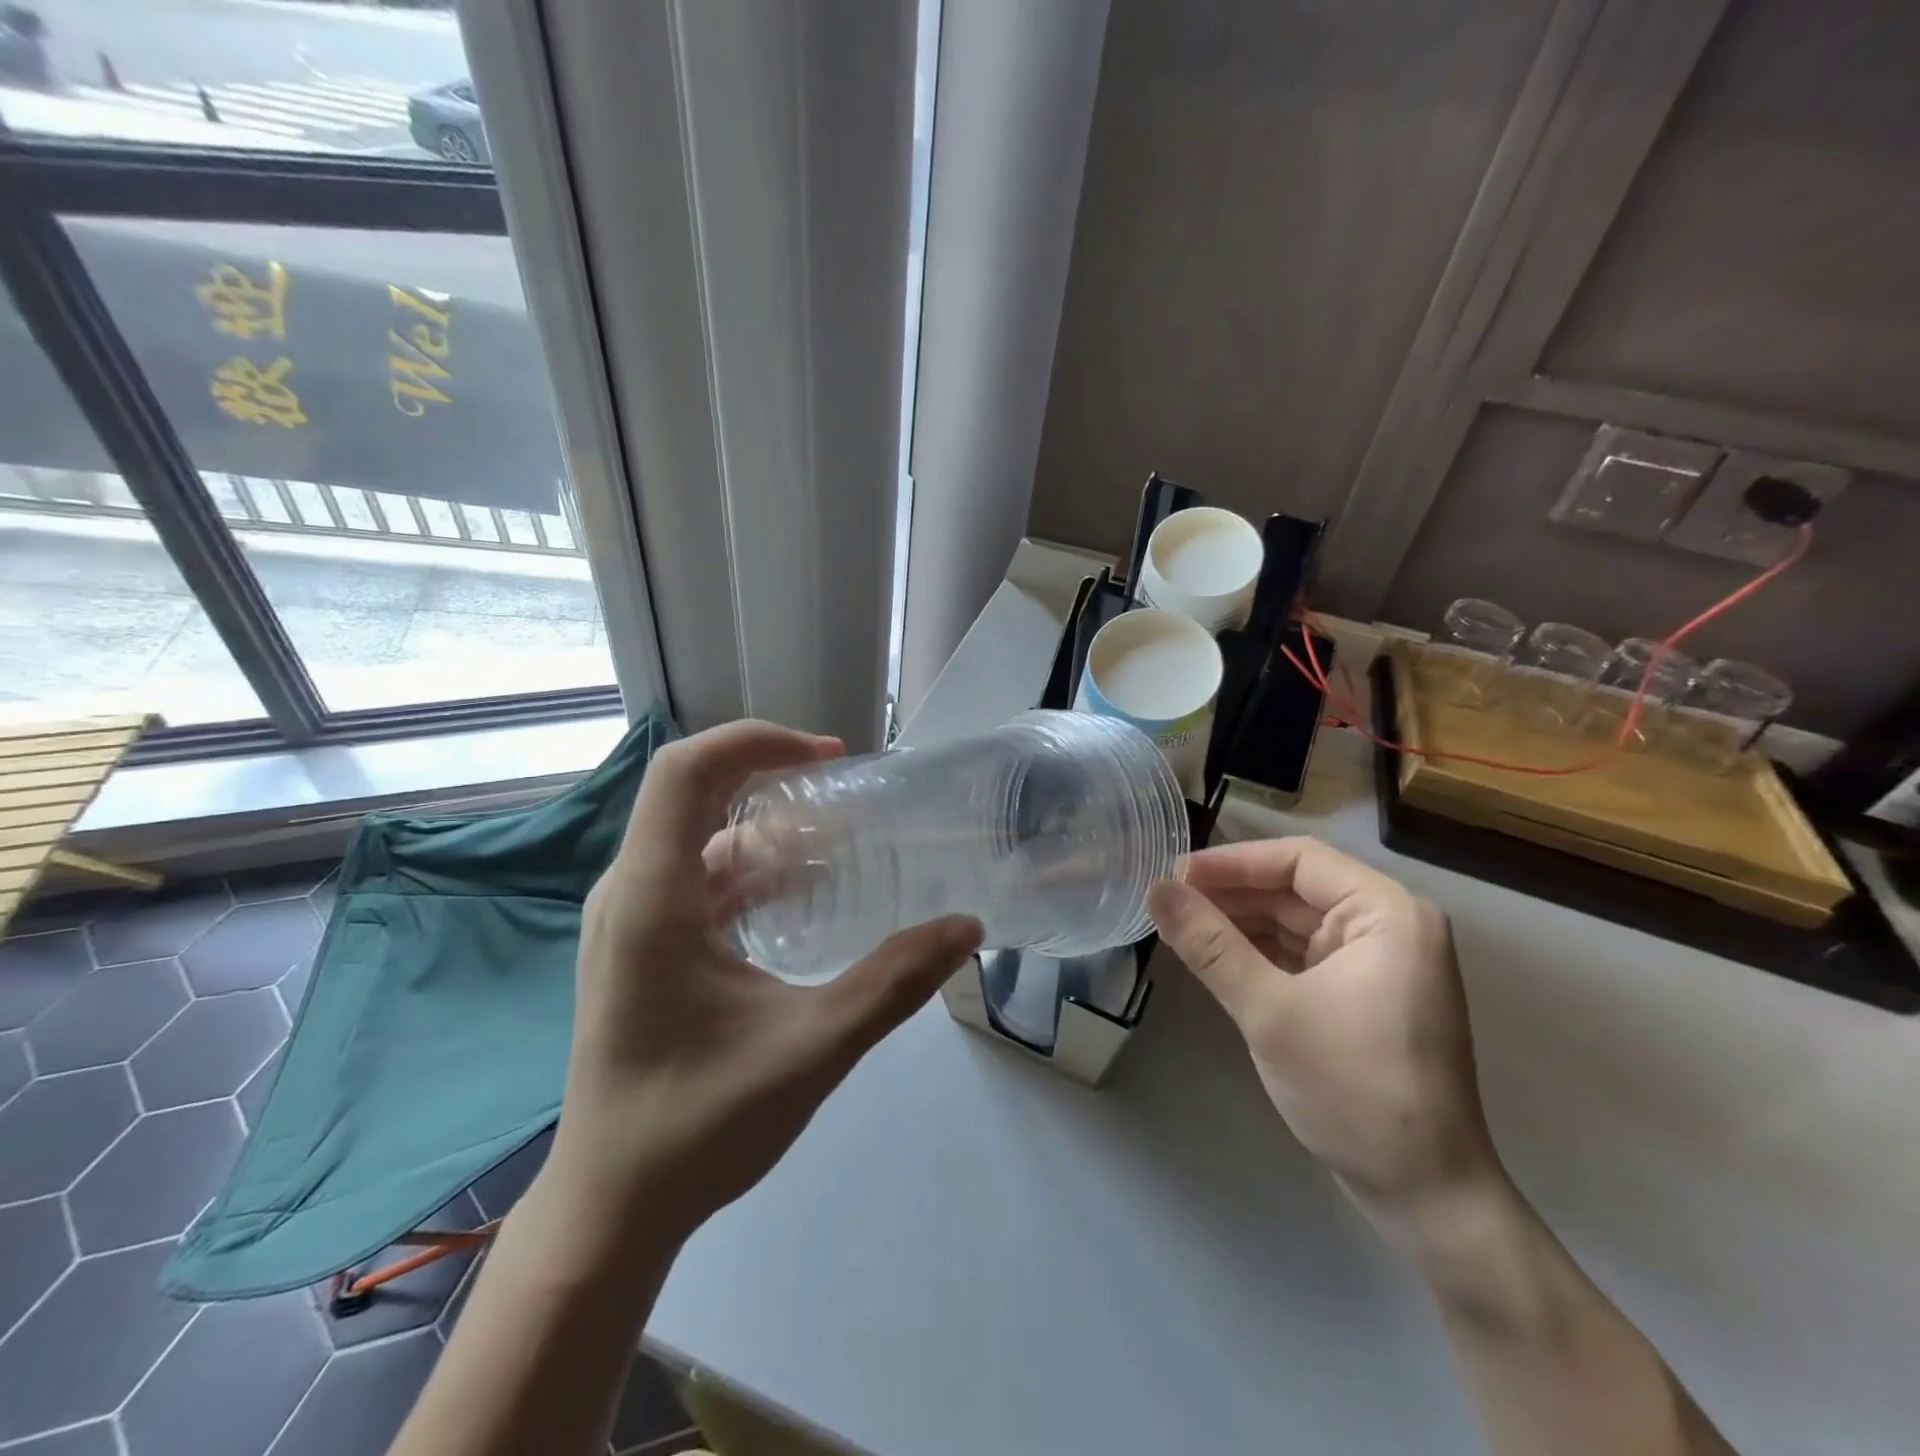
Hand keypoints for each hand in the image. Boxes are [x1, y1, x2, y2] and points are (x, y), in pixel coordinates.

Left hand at [549, 721, 982, 1241]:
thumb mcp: (813, 1048)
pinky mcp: (638, 949)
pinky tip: (798, 899)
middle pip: (692, 794)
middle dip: (771, 778)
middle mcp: (629, 894)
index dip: (756, 740)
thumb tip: (966, 928)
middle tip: (846, 796)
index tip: (829, 757)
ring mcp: (628, 923)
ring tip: (836, 843)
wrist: (610, 1212)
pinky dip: (747, 869)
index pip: (686, 770)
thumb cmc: (698, 1127)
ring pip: (695, 837)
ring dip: (763, 828)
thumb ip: (894, 983)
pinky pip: (693, 878)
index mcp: (652, 899)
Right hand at [1148, 837, 1496, 1211]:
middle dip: (1231, 893)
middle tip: (1168, 902)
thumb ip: (1209, 945)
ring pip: (1293, 920)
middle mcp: (1388, 926)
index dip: (1232, 862)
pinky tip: (1212, 955)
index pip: (1298, 859)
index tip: (1174, 875)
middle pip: (1295, 887)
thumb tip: (1154, 890)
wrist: (1425, 1197)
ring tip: (1179, 925)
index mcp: (1387, 914)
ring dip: (1238, 922)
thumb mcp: (1270, 1012)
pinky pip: (1299, 953)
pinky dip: (1256, 951)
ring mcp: (1376, 962)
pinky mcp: (1360, 994)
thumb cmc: (1355, 1092)